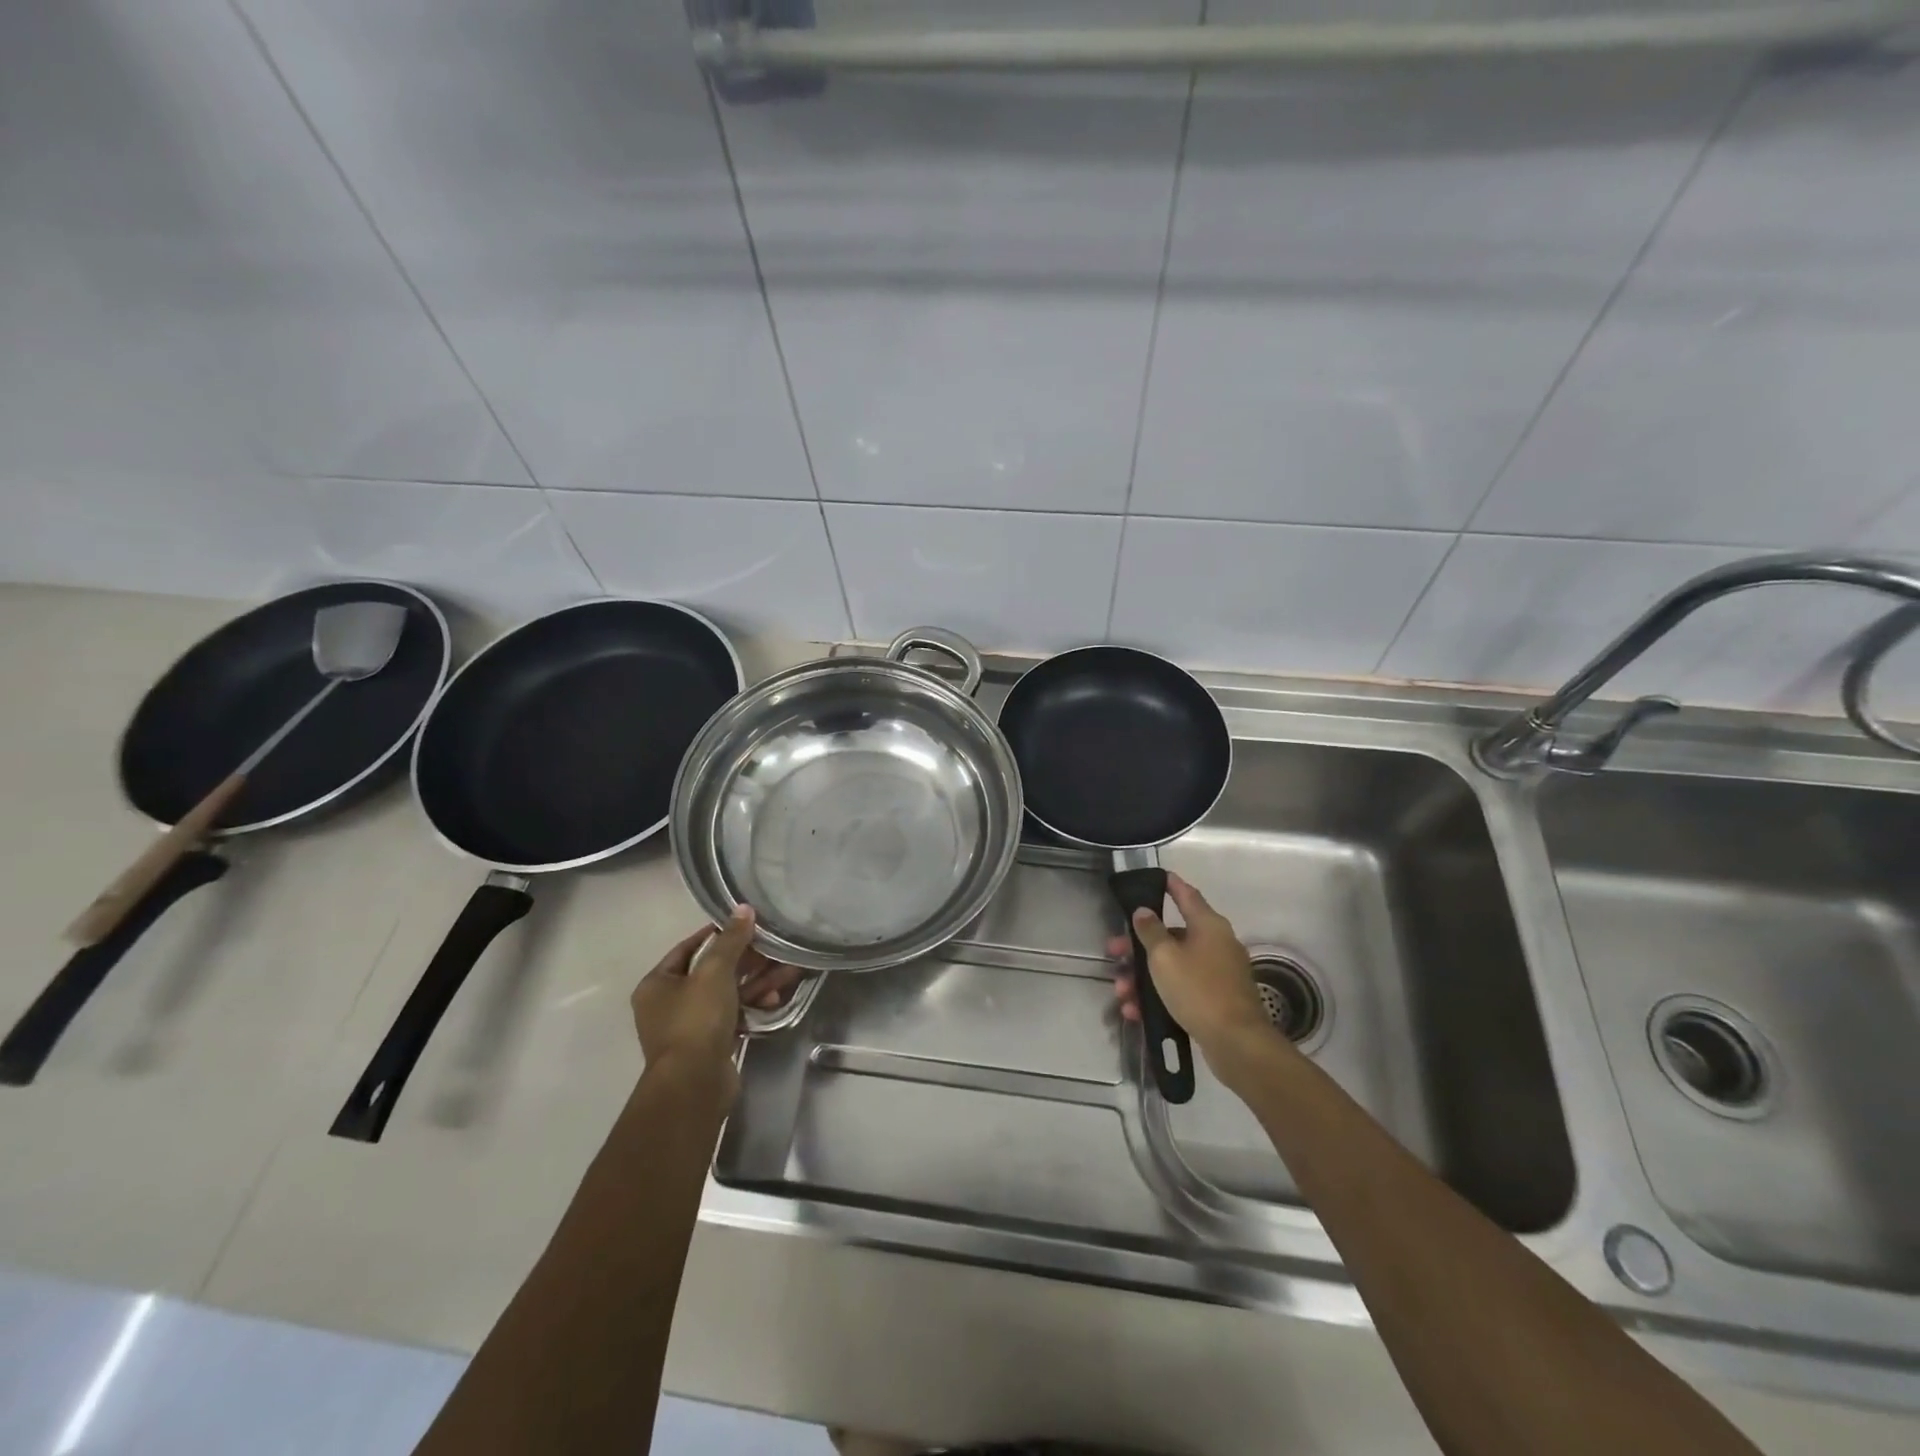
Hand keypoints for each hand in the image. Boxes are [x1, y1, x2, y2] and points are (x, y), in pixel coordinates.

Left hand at [631, 908, 801, 1091]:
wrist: (694, 1084)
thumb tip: (744, 908)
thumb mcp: (714, 972)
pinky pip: (734, 1015)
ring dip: (756, 982)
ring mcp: (690, 1027)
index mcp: (657, 984)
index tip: (745, 924)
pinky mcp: (710, 1045)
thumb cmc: (696, 1020)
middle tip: (774, 947)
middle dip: (747, 960)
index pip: (688, 948)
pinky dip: (753, 1005)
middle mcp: (669, 1004)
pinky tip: (776, 1000)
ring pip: (727, 994)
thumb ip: (731, 940)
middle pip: (712, 971)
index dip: (716, 934)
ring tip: (788, 971)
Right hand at [1108, 873, 1280, 1073]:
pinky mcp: (1216, 999)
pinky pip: (1181, 989)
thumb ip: (1150, 931)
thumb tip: (1144, 911)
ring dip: (1144, 977)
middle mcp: (1216, 944)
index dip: (1171, 885)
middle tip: (1114, 952)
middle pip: (1172, 936)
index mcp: (1208, 926)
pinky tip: (1137, 1012)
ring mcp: (1218, 973)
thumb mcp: (1164, 957)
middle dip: (1139, 946)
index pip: (1186, 895)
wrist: (1236, 1043)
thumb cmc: (1198, 989)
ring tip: (1122, 993)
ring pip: (1173, 966)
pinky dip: (1159, 996)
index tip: (1157, 876)